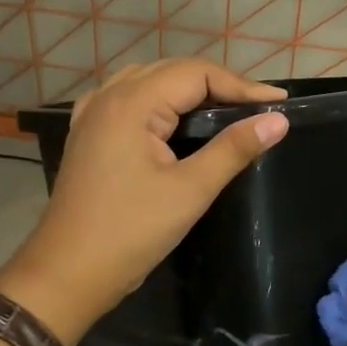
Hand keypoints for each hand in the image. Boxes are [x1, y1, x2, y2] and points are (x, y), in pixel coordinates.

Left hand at [0, 59, 288, 343]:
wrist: (67, 273)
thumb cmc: (130, 232)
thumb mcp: (190, 190)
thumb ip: (234, 149)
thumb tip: (278, 120)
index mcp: (131, 103)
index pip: (196, 73)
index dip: (241, 85)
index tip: (279, 103)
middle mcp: (108, 97)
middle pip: (172, 72)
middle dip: (218, 85)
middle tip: (259, 108)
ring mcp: (93, 115)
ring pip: (149, 82)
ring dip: (189, 91)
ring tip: (226, 111)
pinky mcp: (88, 136)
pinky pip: (129, 101)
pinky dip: (160, 103)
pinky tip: (174, 122)